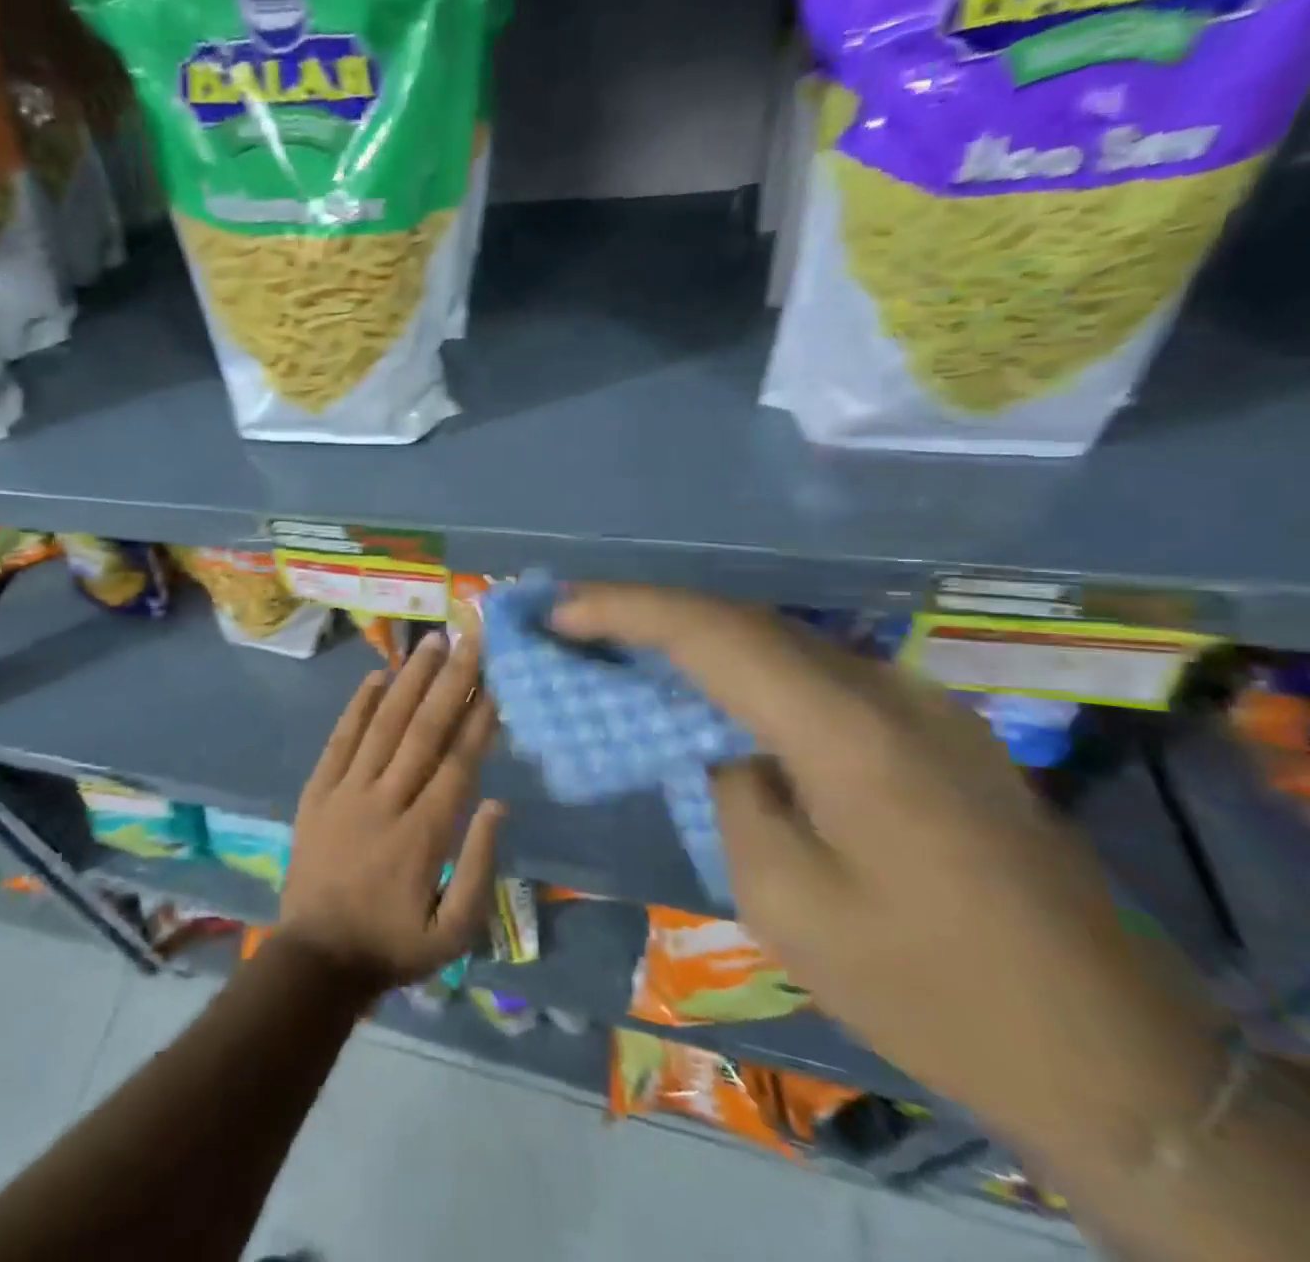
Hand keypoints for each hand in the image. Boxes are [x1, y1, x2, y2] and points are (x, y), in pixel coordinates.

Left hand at [277, 629, 504, 991]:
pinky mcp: (317, 792)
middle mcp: (385, 801)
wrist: (315, 960)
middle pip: (423, 731)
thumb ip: (479, 866)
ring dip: (408, 680)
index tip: (495, 681)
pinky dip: (358, 707)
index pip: (457, 763)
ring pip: (383, 725)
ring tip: (430, 643)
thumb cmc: (393, 946)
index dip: (478, 719)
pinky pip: (339, 740)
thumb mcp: (454, 932)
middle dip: (450, 682)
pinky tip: (376, 676)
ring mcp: (346, 792)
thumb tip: (497, 804)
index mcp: (422, 835)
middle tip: (468, 639)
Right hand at [553, 584, 1224, 1156]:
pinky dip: (740, 667)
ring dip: (691, 635)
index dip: (625, 610)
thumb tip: (713, 738)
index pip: (713, 634)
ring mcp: (918, 703)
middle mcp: (886, 691)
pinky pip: (812, 673)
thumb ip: (732, 791)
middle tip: (569, 618)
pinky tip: (703, 688)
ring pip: (777, 639)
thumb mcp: (785, 899)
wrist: (1114, 1059)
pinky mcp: (930, 727)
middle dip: (646, 611)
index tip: (556, 611)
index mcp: (848, 732)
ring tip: (616, 642)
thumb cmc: (925, 989)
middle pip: (742, 620)